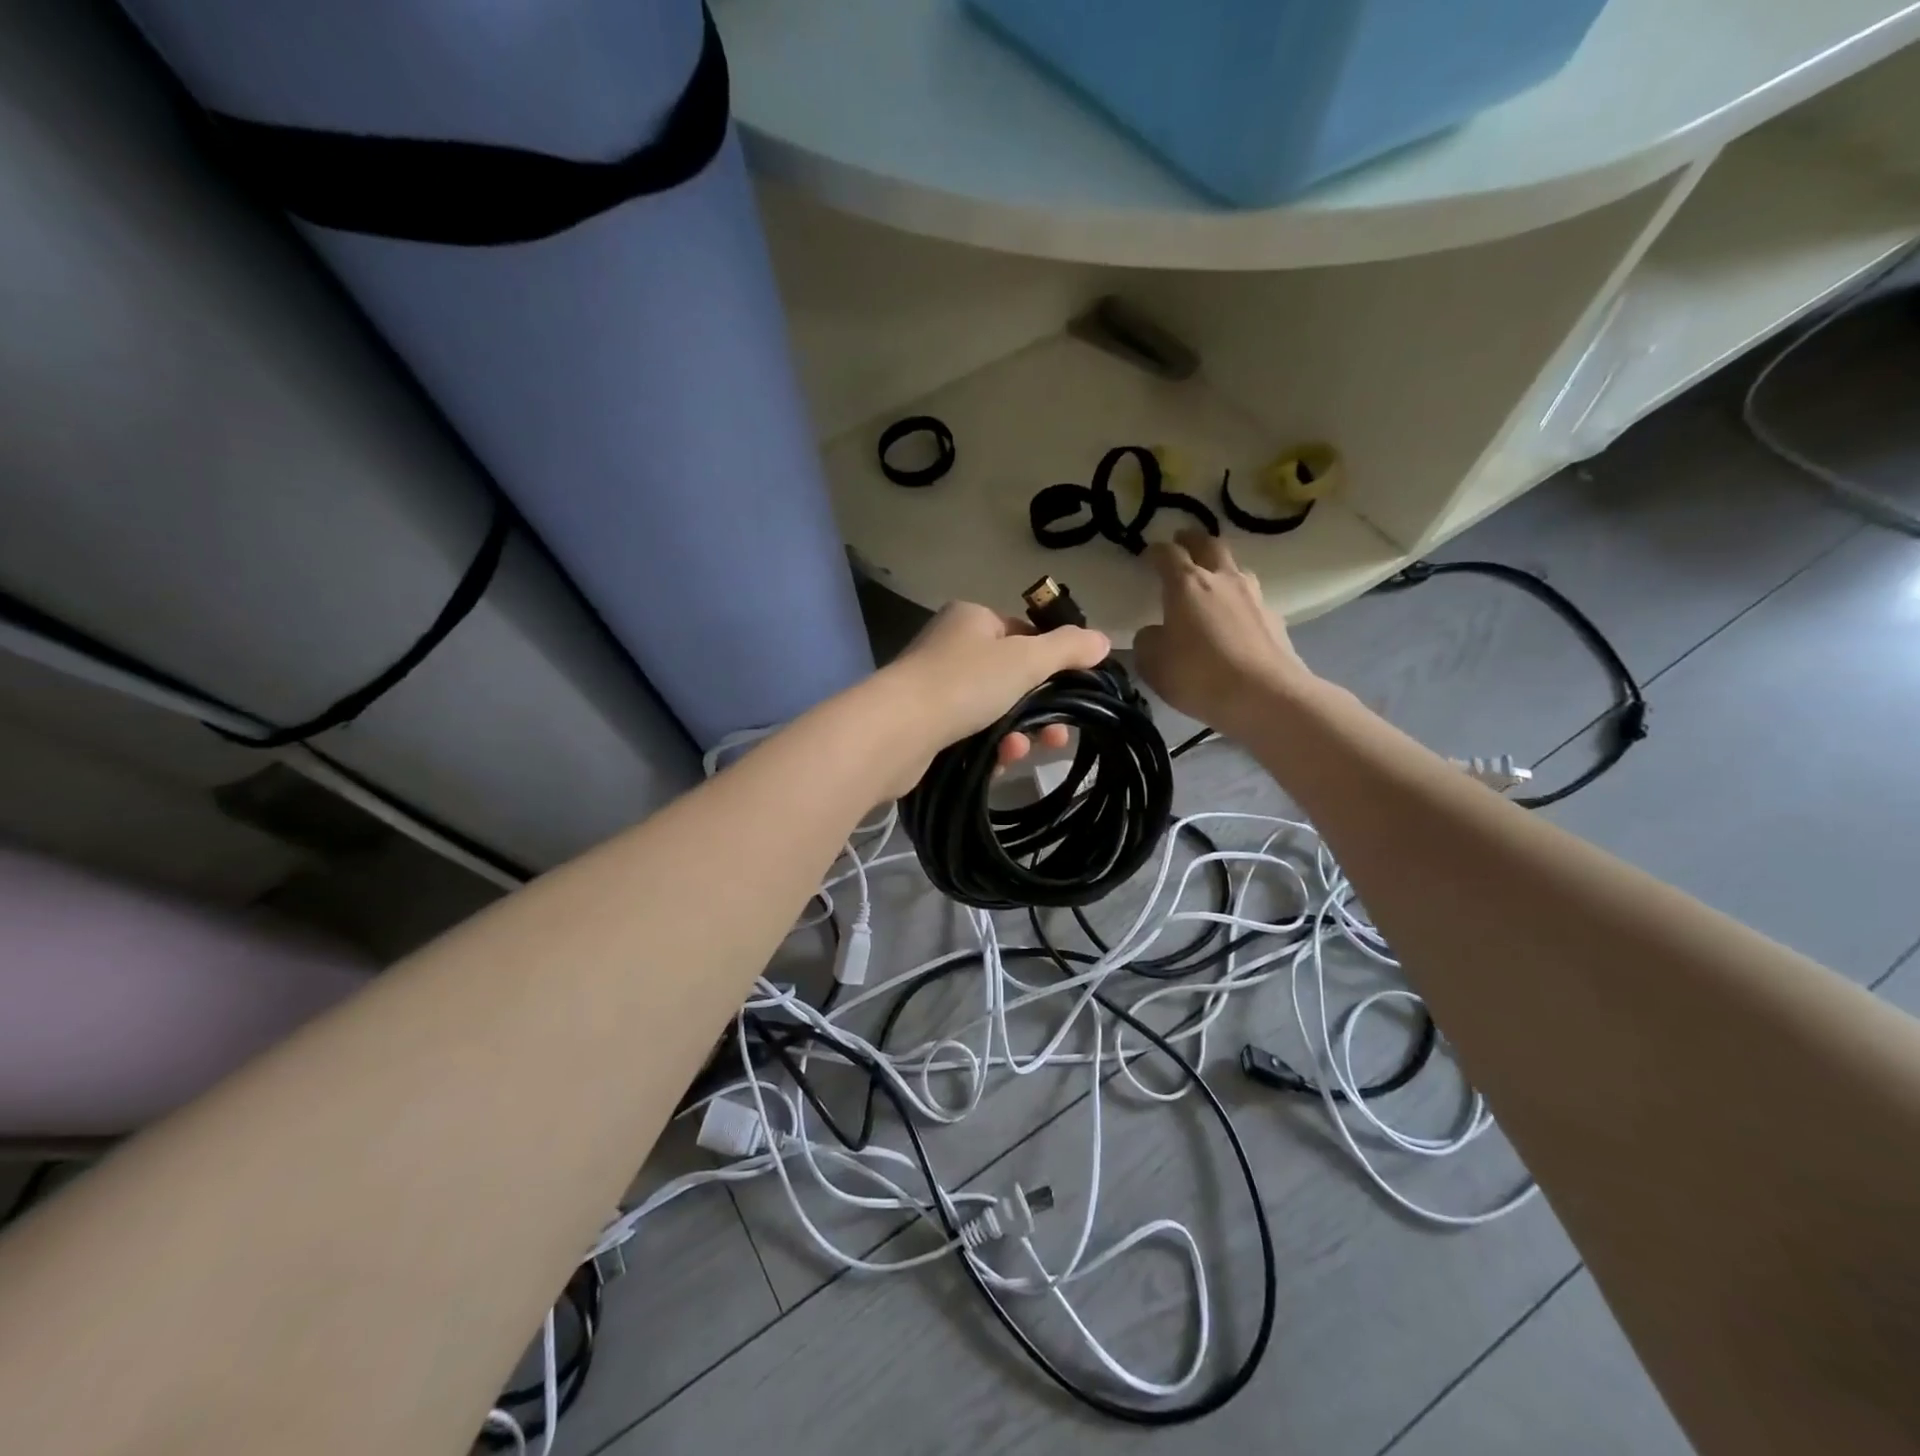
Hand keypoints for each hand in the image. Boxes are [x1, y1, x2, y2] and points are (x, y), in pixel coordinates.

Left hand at [878, 600, 1110, 781]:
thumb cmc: (964, 683)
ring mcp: (935, 687)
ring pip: (994, 710)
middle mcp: (951, 647)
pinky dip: (990, 747)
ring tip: (1022, 751)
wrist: (897, 732)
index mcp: (972, 619)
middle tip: (1059, 736)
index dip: (1052, 662)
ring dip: (1017, 732)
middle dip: (1041, 708)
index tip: (1074, 693)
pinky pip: (972, 734)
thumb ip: (1067, 649)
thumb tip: (1102, 641)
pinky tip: (998, 762)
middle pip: (1012, 677)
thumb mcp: (1025, 659)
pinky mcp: (926, 725)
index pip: (1024, 634)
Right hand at [1133, 530, 1317, 736]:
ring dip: (1220, 568)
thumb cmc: (1199, 676)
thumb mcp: (1154, 664)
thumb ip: (1148, 641)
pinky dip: (1238, 601)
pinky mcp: (1274, 618)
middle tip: (1182, 542)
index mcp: (1186, 584)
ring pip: (1235, 569)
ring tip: (1211, 581)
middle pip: (1209, 545)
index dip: (1155, 551)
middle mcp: (1222, 580)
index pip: (1167, 554)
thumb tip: (1155, 633)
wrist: (1265, 697)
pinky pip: (1251, 599)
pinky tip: (1234, 619)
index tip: (1147, 555)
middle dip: (1192, 540)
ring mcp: (1253, 596)